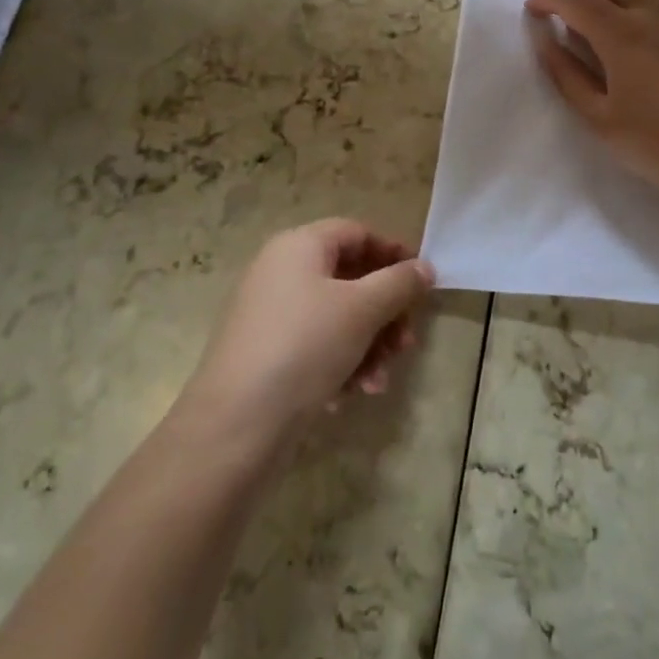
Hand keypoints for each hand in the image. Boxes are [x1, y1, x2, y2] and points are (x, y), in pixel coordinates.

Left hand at [184, 219, 434, 442]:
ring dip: (367, 346)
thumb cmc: (304, 347)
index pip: (357, 233)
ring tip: (379, 381)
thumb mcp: (362, 310)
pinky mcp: (264, 353)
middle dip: (384, 313)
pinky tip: (348, 396)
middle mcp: (281, 271)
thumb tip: (425, 267)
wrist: (234, 425)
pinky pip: (313, 346)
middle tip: (406, 344)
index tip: (421, 283)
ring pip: (335, 318)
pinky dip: (338, 364)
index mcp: (299, 246)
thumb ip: (399, 284)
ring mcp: (269, 313)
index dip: (392, 253)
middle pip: (349, 279)